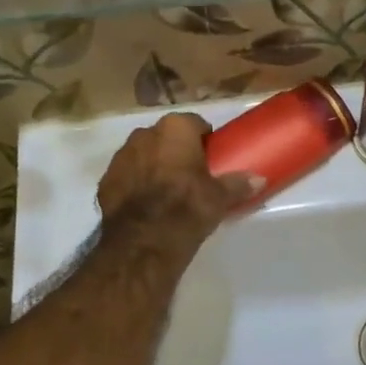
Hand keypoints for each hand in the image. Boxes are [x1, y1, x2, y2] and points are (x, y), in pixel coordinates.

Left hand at [98, 115, 258, 253]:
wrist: (144, 240)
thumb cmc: (188, 207)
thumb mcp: (219, 197)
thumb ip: (238, 184)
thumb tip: (260, 180)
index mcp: (175, 129)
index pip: (194, 124)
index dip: (203, 140)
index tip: (210, 158)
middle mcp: (144, 134)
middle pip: (165, 138)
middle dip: (175, 151)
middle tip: (190, 175)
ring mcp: (120, 157)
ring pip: (143, 155)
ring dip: (153, 166)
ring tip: (167, 192)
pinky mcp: (105, 181)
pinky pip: (126, 177)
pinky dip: (135, 185)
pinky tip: (146, 205)